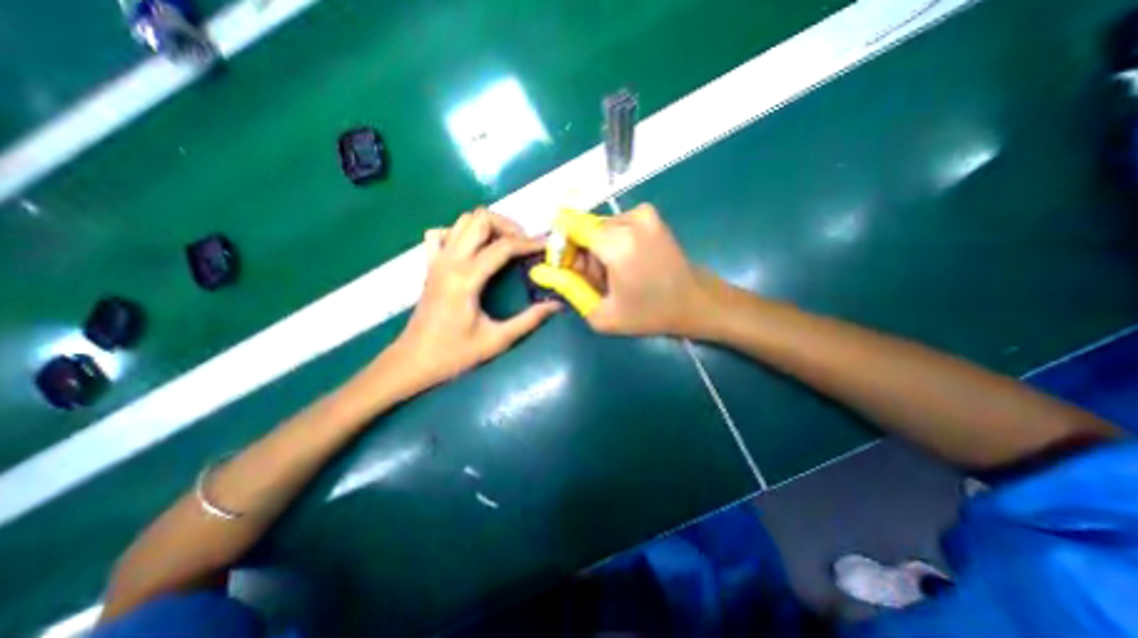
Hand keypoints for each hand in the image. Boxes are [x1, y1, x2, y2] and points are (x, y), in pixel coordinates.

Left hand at [388, 208, 560, 387]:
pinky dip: (460, 232)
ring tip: (506, 244)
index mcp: (466, 279)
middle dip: (508, 226)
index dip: (530, 243)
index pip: (503, 247)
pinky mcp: (430, 265)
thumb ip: (529, 320)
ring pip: (462, 220)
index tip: (548, 246)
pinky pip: (442, 233)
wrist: (413, 361)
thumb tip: (556, 305)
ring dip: (488, 226)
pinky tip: (474, 249)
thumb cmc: (454, 354)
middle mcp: (450, 261)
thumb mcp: (497, 340)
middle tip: (525, 244)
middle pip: (480, 219)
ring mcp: (437, 260)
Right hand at [532, 205, 707, 336]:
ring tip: (613, 277)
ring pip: (599, 228)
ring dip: (597, 251)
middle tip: (596, 282)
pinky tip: (625, 265)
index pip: (569, 226)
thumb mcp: (602, 313)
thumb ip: (568, 288)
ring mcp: (643, 213)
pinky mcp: (650, 214)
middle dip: (581, 254)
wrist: (695, 302)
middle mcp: (630, 218)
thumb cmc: (649, 314)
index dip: (562, 247)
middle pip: (584, 229)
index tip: (569, 270)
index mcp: (617, 242)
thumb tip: (538, 270)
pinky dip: (612, 244)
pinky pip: (615, 226)